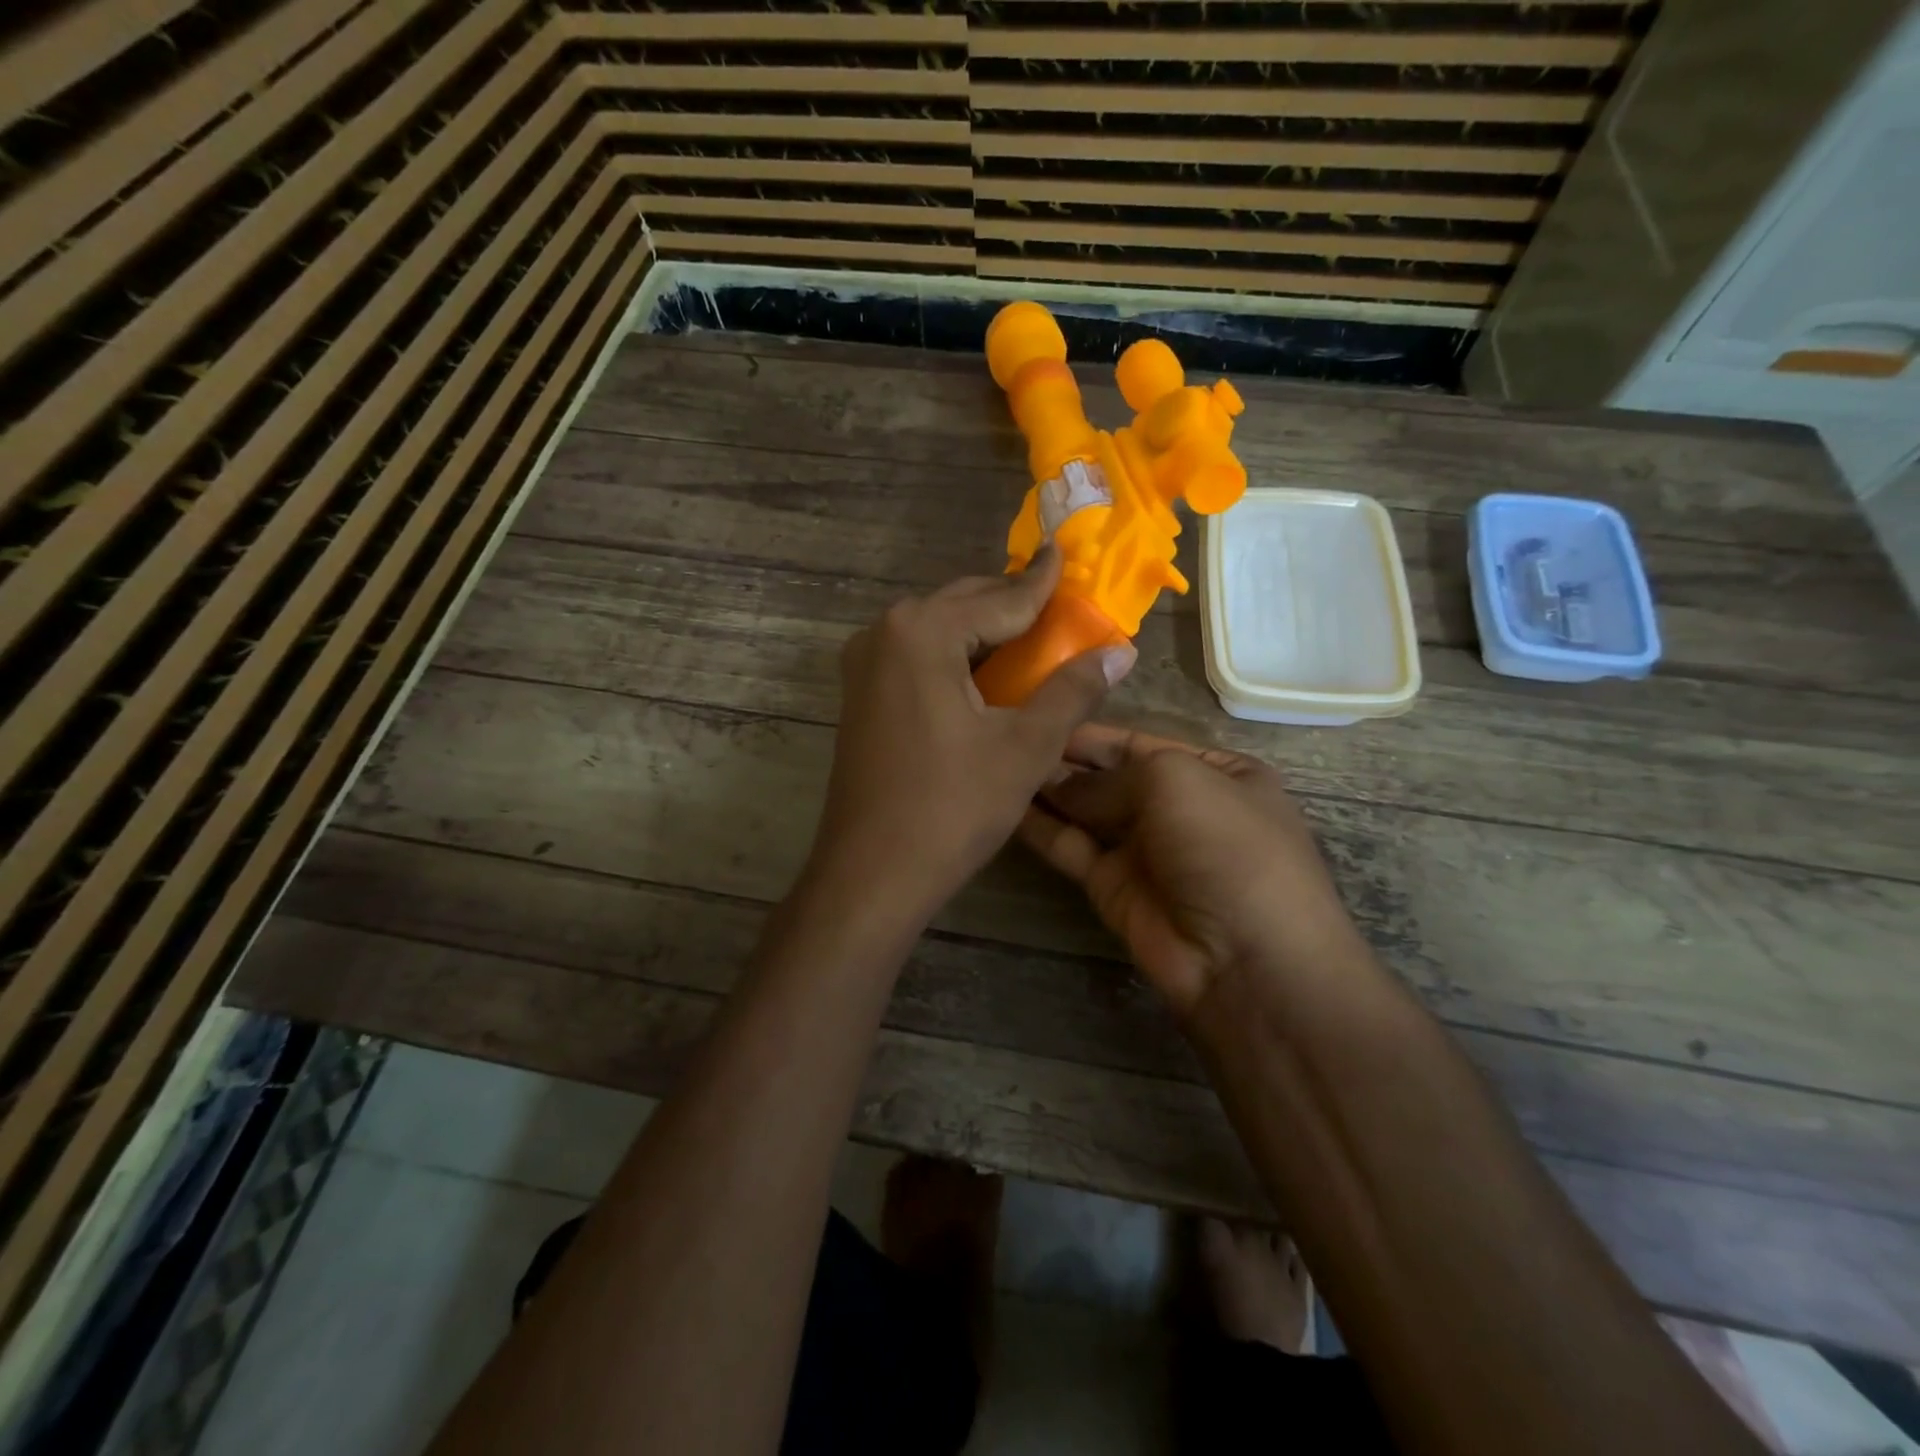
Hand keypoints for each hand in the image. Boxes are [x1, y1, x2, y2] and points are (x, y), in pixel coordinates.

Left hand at [809, 550, 1136, 922]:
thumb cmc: (951, 808)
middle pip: (963, 605)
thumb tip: (1121, 651)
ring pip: (939, 630)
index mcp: (922, 631)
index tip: (1067, 551)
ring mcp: (865, 665)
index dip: (1042, 581)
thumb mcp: (1025, 747)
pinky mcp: (861, 695)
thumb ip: (1072, 690)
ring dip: (983, 630)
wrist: (871, 873)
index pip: (1000, 598)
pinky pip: (917, 656)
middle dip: (1012, 602)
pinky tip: (985, 673)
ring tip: (1032, 634)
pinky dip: (956, 656)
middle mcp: (885, 633)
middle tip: (1059, 600)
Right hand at [1018, 724, 1368, 1018]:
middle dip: (1066, 759)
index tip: (1042, 714)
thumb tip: (1056, 783)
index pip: (1142, 742)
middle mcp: (1180, 807)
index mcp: (1216, 773)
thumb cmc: (1225, 845)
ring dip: (1048, 790)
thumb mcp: (1174, 781)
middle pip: (1111, 775)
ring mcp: (1145, 849)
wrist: (1246, 961)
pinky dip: (1041, 827)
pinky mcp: (1113, 886)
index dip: (1093, 732)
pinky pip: (1072, 847)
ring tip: (999, 764)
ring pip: (1087, 811)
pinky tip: (1006, 804)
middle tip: (1010, 738)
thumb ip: (1107, 777)